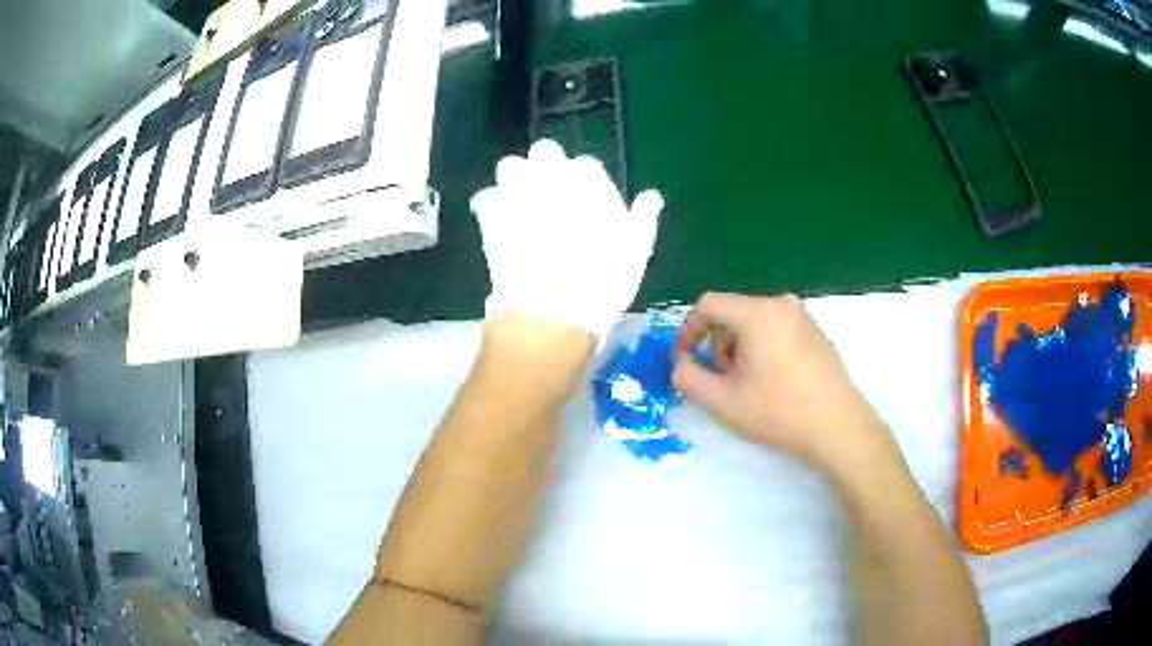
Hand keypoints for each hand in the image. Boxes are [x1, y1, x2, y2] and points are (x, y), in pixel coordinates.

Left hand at [470, 140, 663, 342]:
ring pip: (509, 166)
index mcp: (588, 181)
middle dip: (546, 165)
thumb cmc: (602, 281)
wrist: (552, 311)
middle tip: (549, 191)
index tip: (586, 201)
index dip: (585, 181)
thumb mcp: (636, 252)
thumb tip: (651, 196)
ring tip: (519, 200)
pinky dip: (490, 206)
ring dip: (515, 178)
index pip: (586, 164)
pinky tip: (496, 221)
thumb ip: (643, 218)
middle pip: (544, 150)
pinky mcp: (491, 215)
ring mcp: (517, 193)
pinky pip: (484, 197)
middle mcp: (551, 177)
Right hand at [672, 293, 899, 475]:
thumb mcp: (723, 401)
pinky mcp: (816, 332)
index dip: (688, 330)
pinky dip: (763, 348)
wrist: (838, 427)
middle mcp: (781, 304)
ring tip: (748, 385)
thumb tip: (680, 363)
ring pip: (754, 322)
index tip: (684, 359)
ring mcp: (803, 316)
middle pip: (733, 313)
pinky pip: (776, 329)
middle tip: (723, 381)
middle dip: (718, 345)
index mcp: (757, 313)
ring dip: (740, 349)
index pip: (708, 304)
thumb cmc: (779, 412)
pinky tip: (774, 382)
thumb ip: (688, 378)